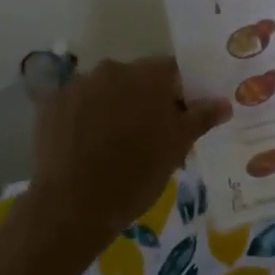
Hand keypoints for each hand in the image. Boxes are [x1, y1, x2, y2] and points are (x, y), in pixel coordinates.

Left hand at [28, 57, 230, 253]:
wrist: (73, 205)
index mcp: (147, 76)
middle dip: (145, 99)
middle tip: (150, 134)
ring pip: (105, 89)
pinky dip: (84, 117)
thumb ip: (201, 118)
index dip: (180, 92)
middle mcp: (111, 69)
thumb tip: (223, 102)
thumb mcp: (176, 148)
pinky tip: (86, 145)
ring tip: (114, 142)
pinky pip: (76, 103)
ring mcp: (77, 85)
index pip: (172, 71)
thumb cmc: (136, 175)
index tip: (181, 116)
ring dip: (114, 106)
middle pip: (137, 78)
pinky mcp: (51, 104)